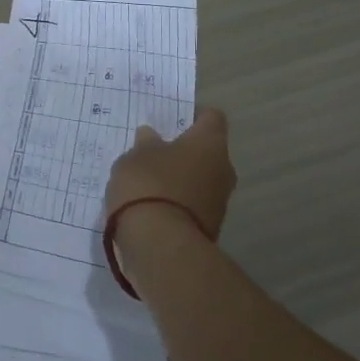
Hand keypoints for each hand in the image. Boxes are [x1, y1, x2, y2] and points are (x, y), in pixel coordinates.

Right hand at [103, 107, 235, 240]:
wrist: (160, 245)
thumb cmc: (149, 185)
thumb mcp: (135, 156)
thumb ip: (145, 143)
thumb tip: (152, 136)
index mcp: (210, 143)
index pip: (212, 117)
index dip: (193, 115)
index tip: (171, 119)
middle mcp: (223, 169)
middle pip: (207, 152)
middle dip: (184, 151)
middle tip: (155, 151)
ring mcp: (219, 202)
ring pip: (200, 180)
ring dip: (180, 179)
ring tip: (148, 182)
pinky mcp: (209, 228)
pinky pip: (192, 206)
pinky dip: (176, 204)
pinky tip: (151, 206)